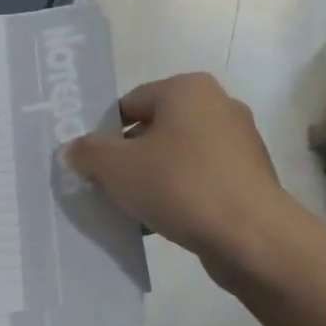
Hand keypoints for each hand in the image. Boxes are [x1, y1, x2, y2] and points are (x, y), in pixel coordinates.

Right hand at [63, 73, 291, 278]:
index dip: (105, 132)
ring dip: (152, 179)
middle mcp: (218, 105)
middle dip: (128, 158)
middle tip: (105, 186)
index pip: (131, 102)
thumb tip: (73, 149)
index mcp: (188, 89)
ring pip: (178, 157)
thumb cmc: (180, 185)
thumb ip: (88, 153)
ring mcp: (239, 143)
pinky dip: (179, 195)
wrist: (252, 236)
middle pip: (155, 129)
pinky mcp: (249, 177)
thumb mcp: (118, 168)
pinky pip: (201, 180)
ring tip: (130, 209)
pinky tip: (160, 223)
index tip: (90, 162)